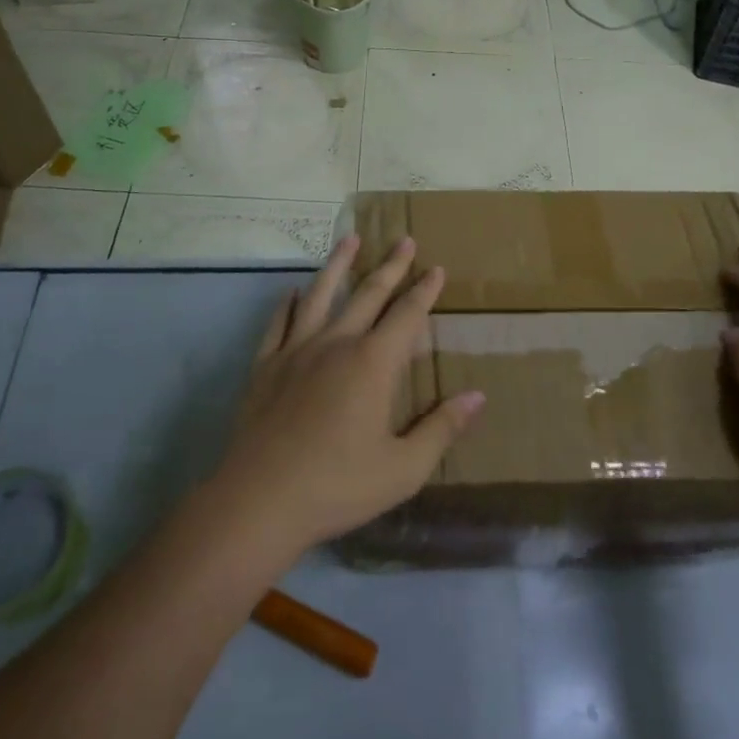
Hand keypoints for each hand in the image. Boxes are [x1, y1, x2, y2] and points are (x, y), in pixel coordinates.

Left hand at [211, 233, 482, 561]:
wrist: (260, 499)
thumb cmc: (338, 485)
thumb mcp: (403, 468)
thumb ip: (441, 429)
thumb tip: (478, 396)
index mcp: (373, 363)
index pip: (406, 315)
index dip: (424, 291)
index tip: (437, 268)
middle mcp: (337, 343)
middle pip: (368, 294)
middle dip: (391, 266)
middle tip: (404, 240)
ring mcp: (297, 350)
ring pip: (321, 295)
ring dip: (338, 265)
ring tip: (349, 238)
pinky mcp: (266, 364)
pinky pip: (280, 323)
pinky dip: (289, 304)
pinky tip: (292, 292)